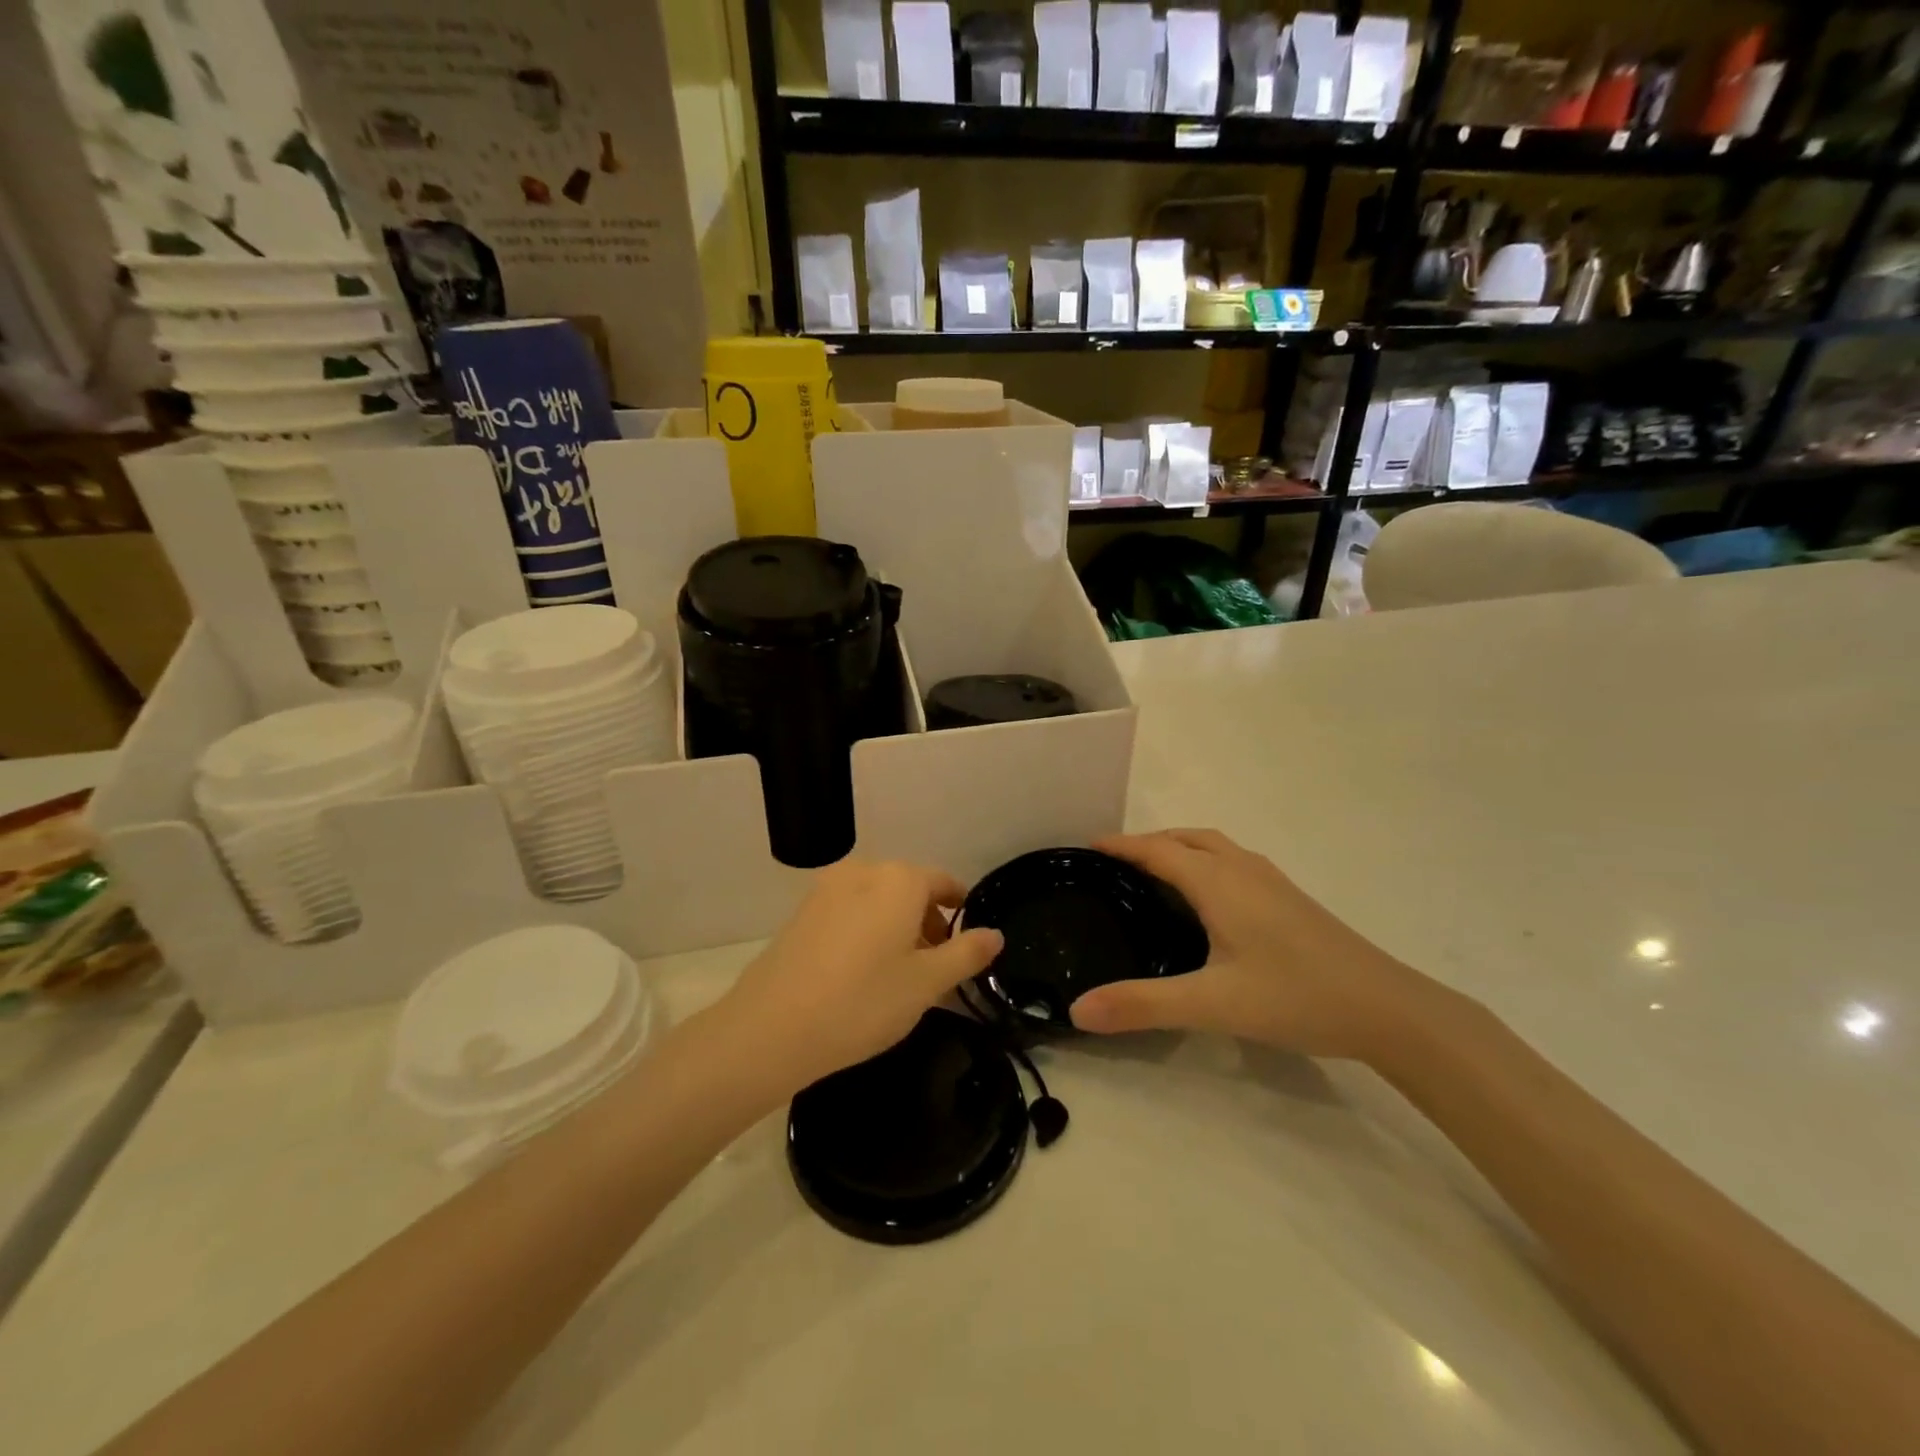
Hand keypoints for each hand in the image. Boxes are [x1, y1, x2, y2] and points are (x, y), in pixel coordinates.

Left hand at [713, 860, 1003, 1094]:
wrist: (771, 1029)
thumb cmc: (863, 1002)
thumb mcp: (927, 983)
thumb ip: (966, 953)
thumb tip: (995, 934)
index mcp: (899, 880)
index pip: (944, 883)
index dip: (961, 911)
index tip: (968, 944)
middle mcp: (863, 872)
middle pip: (910, 890)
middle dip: (929, 923)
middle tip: (937, 971)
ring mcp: (827, 889)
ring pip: (878, 902)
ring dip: (897, 929)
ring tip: (900, 977)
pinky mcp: (802, 912)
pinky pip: (850, 912)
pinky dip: (867, 932)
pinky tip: (861, 975)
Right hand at [1068, 829, 1430, 1060]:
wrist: (1388, 1009)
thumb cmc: (1295, 996)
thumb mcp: (1211, 1004)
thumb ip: (1142, 1005)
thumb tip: (1076, 1010)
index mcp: (1219, 882)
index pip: (1158, 850)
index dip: (1121, 846)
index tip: (1086, 847)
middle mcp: (1243, 870)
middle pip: (1186, 838)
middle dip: (1148, 842)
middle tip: (1114, 865)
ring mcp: (1272, 882)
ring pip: (1214, 847)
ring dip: (1179, 849)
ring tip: (1154, 875)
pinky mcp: (1290, 899)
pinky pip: (1232, 862)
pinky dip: (1204, 863)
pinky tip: (1208, 900)